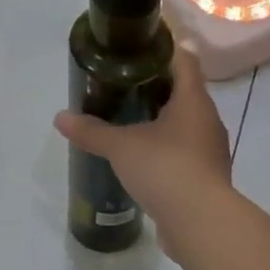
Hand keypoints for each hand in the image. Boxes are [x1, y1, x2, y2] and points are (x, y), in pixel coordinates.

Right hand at [53, 44, 231, 255]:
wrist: (201, 223)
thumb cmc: (165, 169)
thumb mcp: (122, 147)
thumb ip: (92, 131)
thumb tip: (60, 118)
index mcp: (193, 101)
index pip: (185, 61)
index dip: (165, 49)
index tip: (141, 47)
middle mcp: (207, 121)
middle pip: (185, 93)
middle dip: (157, 87)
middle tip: (125, 85)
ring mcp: (209, 151)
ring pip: (185, 125)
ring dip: (162, 121)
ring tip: (130, 121)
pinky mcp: (205, 177)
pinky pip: (184, 154)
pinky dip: (165, 150)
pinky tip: (143, 159)